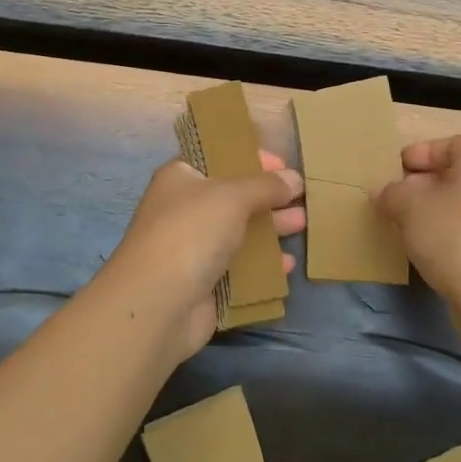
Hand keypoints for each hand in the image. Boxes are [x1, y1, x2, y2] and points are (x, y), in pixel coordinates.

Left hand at [91, 149, 304, 363]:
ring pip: (240, 232)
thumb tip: (294, 179)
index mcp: (181, 178)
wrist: (157, 304)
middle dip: (268, 196)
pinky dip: (263, 264)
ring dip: (271, 228)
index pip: (218, 157)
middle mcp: (186, 209)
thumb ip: (266, 186)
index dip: (250, 157)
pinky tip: (287, 264)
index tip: (283, 165)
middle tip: (302, 196)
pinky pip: (240, 267)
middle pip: (234, 196)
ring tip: (304, 224)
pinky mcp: (205, 282)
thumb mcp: (232, 197)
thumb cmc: (191, 233)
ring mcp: (194, 247)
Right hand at [377, 135, 460, 311]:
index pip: (450, 144)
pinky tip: (421, 248)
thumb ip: (392, 193)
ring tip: (400, 224)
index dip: (420, 152)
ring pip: (457, 205)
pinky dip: (442, 234)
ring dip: (429, 211)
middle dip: (420, 184)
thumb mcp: (410, 206)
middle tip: (391, 197)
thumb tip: (382, 191)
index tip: (394, 169)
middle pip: (453, 174)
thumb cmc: (453, 233)